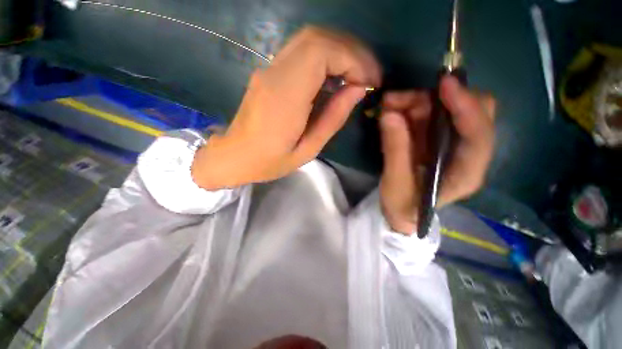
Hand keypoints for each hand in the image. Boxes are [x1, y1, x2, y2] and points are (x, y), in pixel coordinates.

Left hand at [192, 27, 380, 189]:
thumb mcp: (307, 150)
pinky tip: (336, 77)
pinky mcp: (268, 73)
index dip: (352, 60)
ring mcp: (268, 69)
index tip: (369, 82)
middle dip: (351, 52)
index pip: (321, 53)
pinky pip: (301, 53)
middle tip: (368, 76)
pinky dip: (326, 57)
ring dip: (340, 51)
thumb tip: (357, 91)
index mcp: (285, 97)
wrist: (234, 156)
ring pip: (310, 40)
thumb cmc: (269, 162)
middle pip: (317, 38)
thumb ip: (332, 119)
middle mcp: (274, 73)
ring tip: (357, 76)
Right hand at [379, 76, 494, 234]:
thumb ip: (395, 150)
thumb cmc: (403, 205)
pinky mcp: (435, 140)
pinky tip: (392, 111)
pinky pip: (429, 116)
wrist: (402, 212)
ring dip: (417, 102)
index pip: (479, 135)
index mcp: (466, 172)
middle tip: (399, 101)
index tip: (445, 84)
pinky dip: (411, 108)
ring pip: (445, 109)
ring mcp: (451, 144)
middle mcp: (466, 153)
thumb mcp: (396, 183)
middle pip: (470, 112)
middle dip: (436, 100)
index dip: (466, 107)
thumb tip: (389, 115)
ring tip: (388, 104)